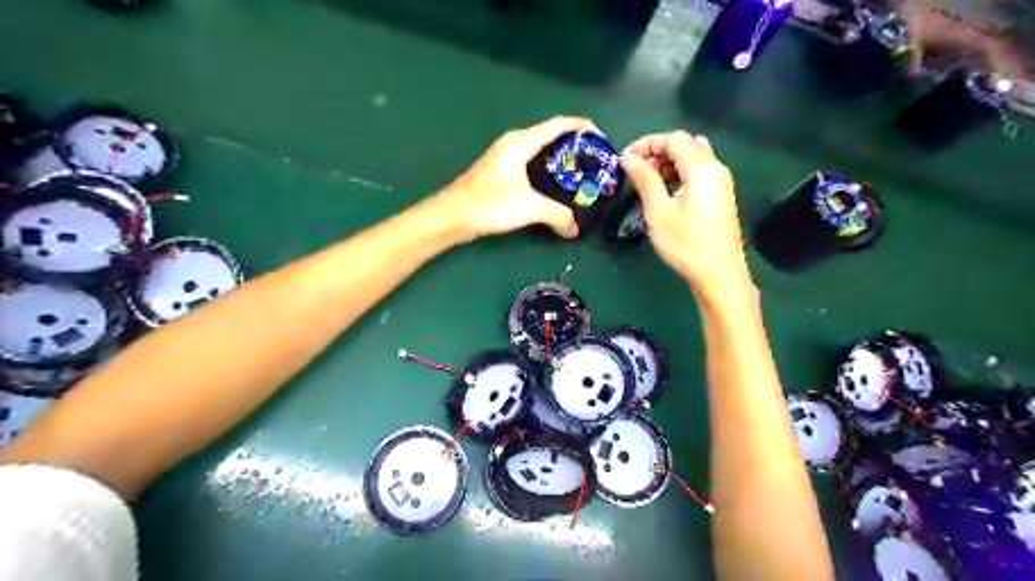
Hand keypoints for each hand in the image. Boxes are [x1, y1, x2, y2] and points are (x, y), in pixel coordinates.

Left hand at [436, 116, 598, 236]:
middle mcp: (514, 143)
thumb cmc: (490, 204)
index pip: (559, 124)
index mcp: (521, 142)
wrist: (452, 216)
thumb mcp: (529, 208)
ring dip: (561, 160)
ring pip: (540, 151)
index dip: (583, 128)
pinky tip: (555, 188)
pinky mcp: (500, 172)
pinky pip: (531, 163)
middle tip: (594, 164)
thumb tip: (575, 229)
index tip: (603, 140)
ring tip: (580, 177)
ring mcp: (505, 157)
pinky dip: (547, 171)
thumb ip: (557, 216)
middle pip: (552, 136)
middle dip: (575, 147)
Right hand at [616, 129, 756, 296]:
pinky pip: (698, 173)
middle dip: (657, 153)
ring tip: (649, 185)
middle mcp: (715, 168)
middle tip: (637, 174)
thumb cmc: (685, 243)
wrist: (718, 274)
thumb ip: (644, 179)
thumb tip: (628, 158)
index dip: (647, 144)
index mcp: (701, 167)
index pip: (673, 138)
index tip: (625, 160)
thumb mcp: (658, 211)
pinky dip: (679, 175)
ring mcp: (721, 183)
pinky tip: (666, 195)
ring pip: (692, 158)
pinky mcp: (720, 196)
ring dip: (668, 164)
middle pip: (685, 145)